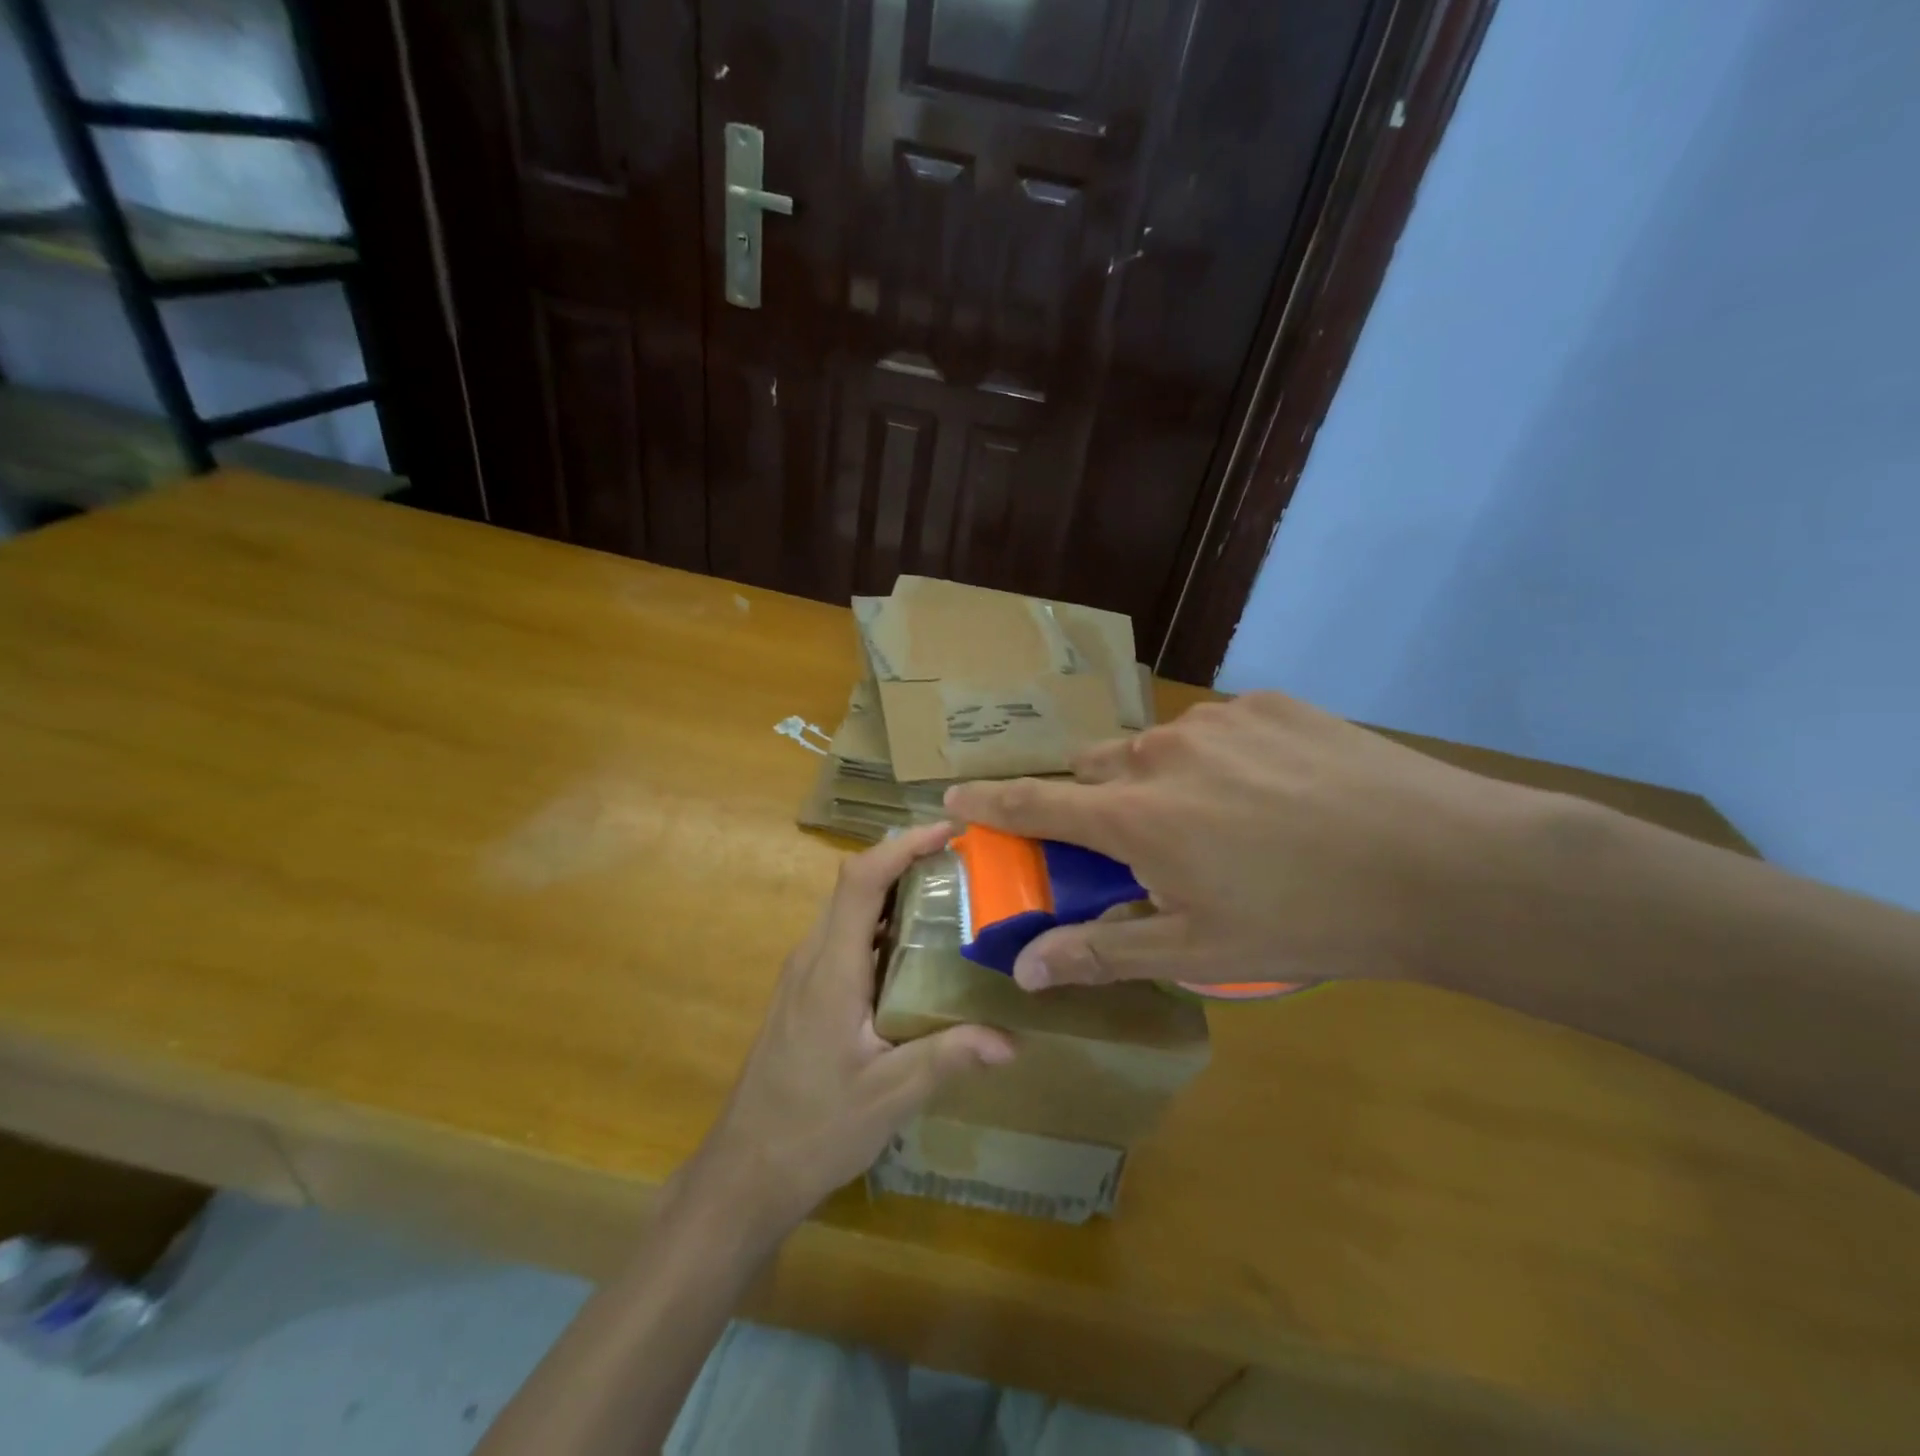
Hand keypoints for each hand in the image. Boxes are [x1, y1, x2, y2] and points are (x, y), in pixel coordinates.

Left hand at [685, 822, 1014, 1237]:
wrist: (745, 1171)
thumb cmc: (813, 1129)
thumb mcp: (888, 1097)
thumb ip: (947, 1058)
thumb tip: (1013, 1039)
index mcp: (831, 968)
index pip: (860, 881)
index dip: (901, 845)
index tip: (948, 831)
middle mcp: (812, 957)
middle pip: (855, 885)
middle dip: (906, 860)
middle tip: (965, 863)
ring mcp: (804, 974)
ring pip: (850, 910)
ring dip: (895, 892)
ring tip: (951, 896)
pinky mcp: (805, 992)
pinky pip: (846, 937)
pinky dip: (883, 925)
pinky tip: (919, 952)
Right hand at [943, 692, 1537, 991]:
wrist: (1443, 863)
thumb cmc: (1308, 919)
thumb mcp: (1199, 949)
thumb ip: (1103, 951)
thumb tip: (1026, 969)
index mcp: (1136, 816)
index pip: (1035, 804)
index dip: (988, 802)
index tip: (950, 796)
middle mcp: (1161, 752)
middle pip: (1096, 770)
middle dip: (1094, 802)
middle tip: (1130, 839)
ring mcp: (1218, 721)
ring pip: (1157, 747)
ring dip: (1161, 781)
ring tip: (1219, 822)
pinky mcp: (1270, 703)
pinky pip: (1216, 730)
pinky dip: (1218, 759)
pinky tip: (1272, 791)